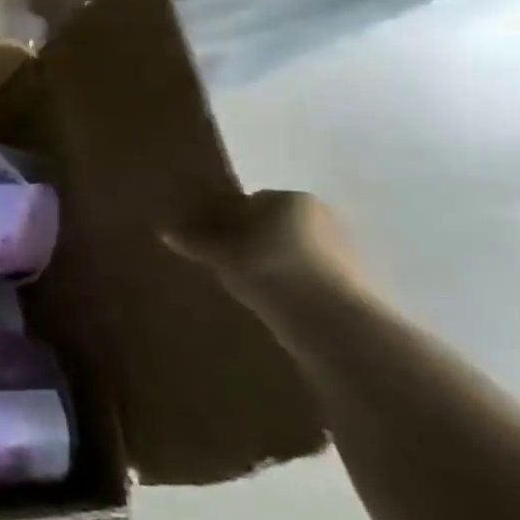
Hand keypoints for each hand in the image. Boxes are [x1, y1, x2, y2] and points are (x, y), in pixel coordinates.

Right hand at [165, 190, 365, 298]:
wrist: (332, 320)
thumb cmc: (269, 269)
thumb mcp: (220, 252)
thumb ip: (194, 240)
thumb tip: (165, 232)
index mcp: (292, 198)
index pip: (249, 201)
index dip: (225, 219)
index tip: (210, 239)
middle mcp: (323, 216)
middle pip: (273, 224)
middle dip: (251, 239)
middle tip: (224, 261)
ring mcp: (344, 250)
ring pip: (291, 250)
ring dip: (270, 262)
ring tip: (246, 283)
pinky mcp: (354, 283)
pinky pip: (308, 274)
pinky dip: (289, 281)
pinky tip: (272, 297)